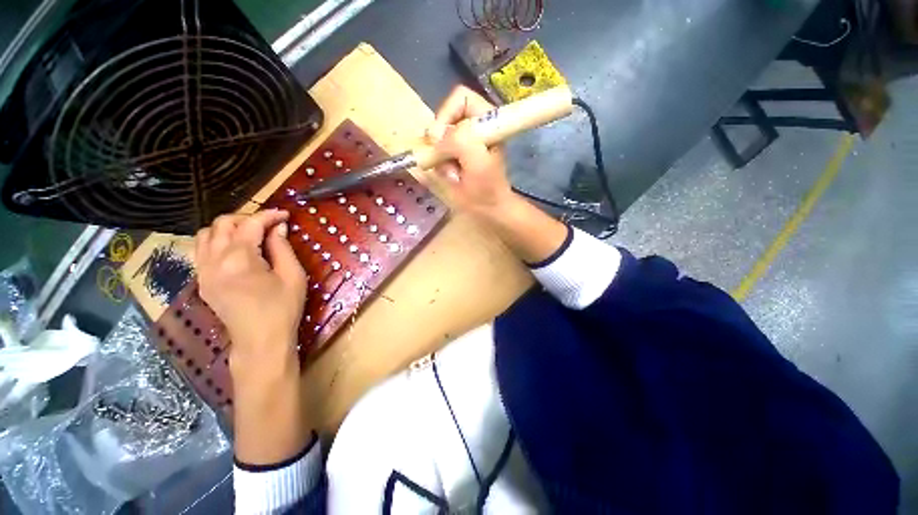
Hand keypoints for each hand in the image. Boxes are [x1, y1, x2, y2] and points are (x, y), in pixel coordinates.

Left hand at [194, 210, 306, 375]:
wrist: (260, 340)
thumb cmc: (283, 308)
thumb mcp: (292, 276)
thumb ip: (282, 247)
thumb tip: (279, 227)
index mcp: (239, 260)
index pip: (250, 225)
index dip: (268, 215)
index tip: (285, 215)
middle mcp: (214, 261)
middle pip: (222, 224)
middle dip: (246, 218)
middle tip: (269, 224)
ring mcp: (203, 272)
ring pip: (206, 234)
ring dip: (228, 228)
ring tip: (251, 234)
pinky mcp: (202, 281)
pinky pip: (201, 250)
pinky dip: (217, 241)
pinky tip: (235, 249)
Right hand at [428, 85, 568, 263]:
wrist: (489, 209)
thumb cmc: (487, 189)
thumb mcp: (477, 165)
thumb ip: (460, 142)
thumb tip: (434, 134)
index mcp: (487, 120)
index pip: (460, 98)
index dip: (446, 114)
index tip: (440, 139)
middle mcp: (474, 126)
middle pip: (445, 118)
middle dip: (441, 142)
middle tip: (444, 161)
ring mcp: (464, 140)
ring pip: (438, 138)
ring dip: (440, 157)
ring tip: (453, 174)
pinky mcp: (456, 154)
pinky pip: (437, 152)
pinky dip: (440, 165)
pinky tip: (451, 177)